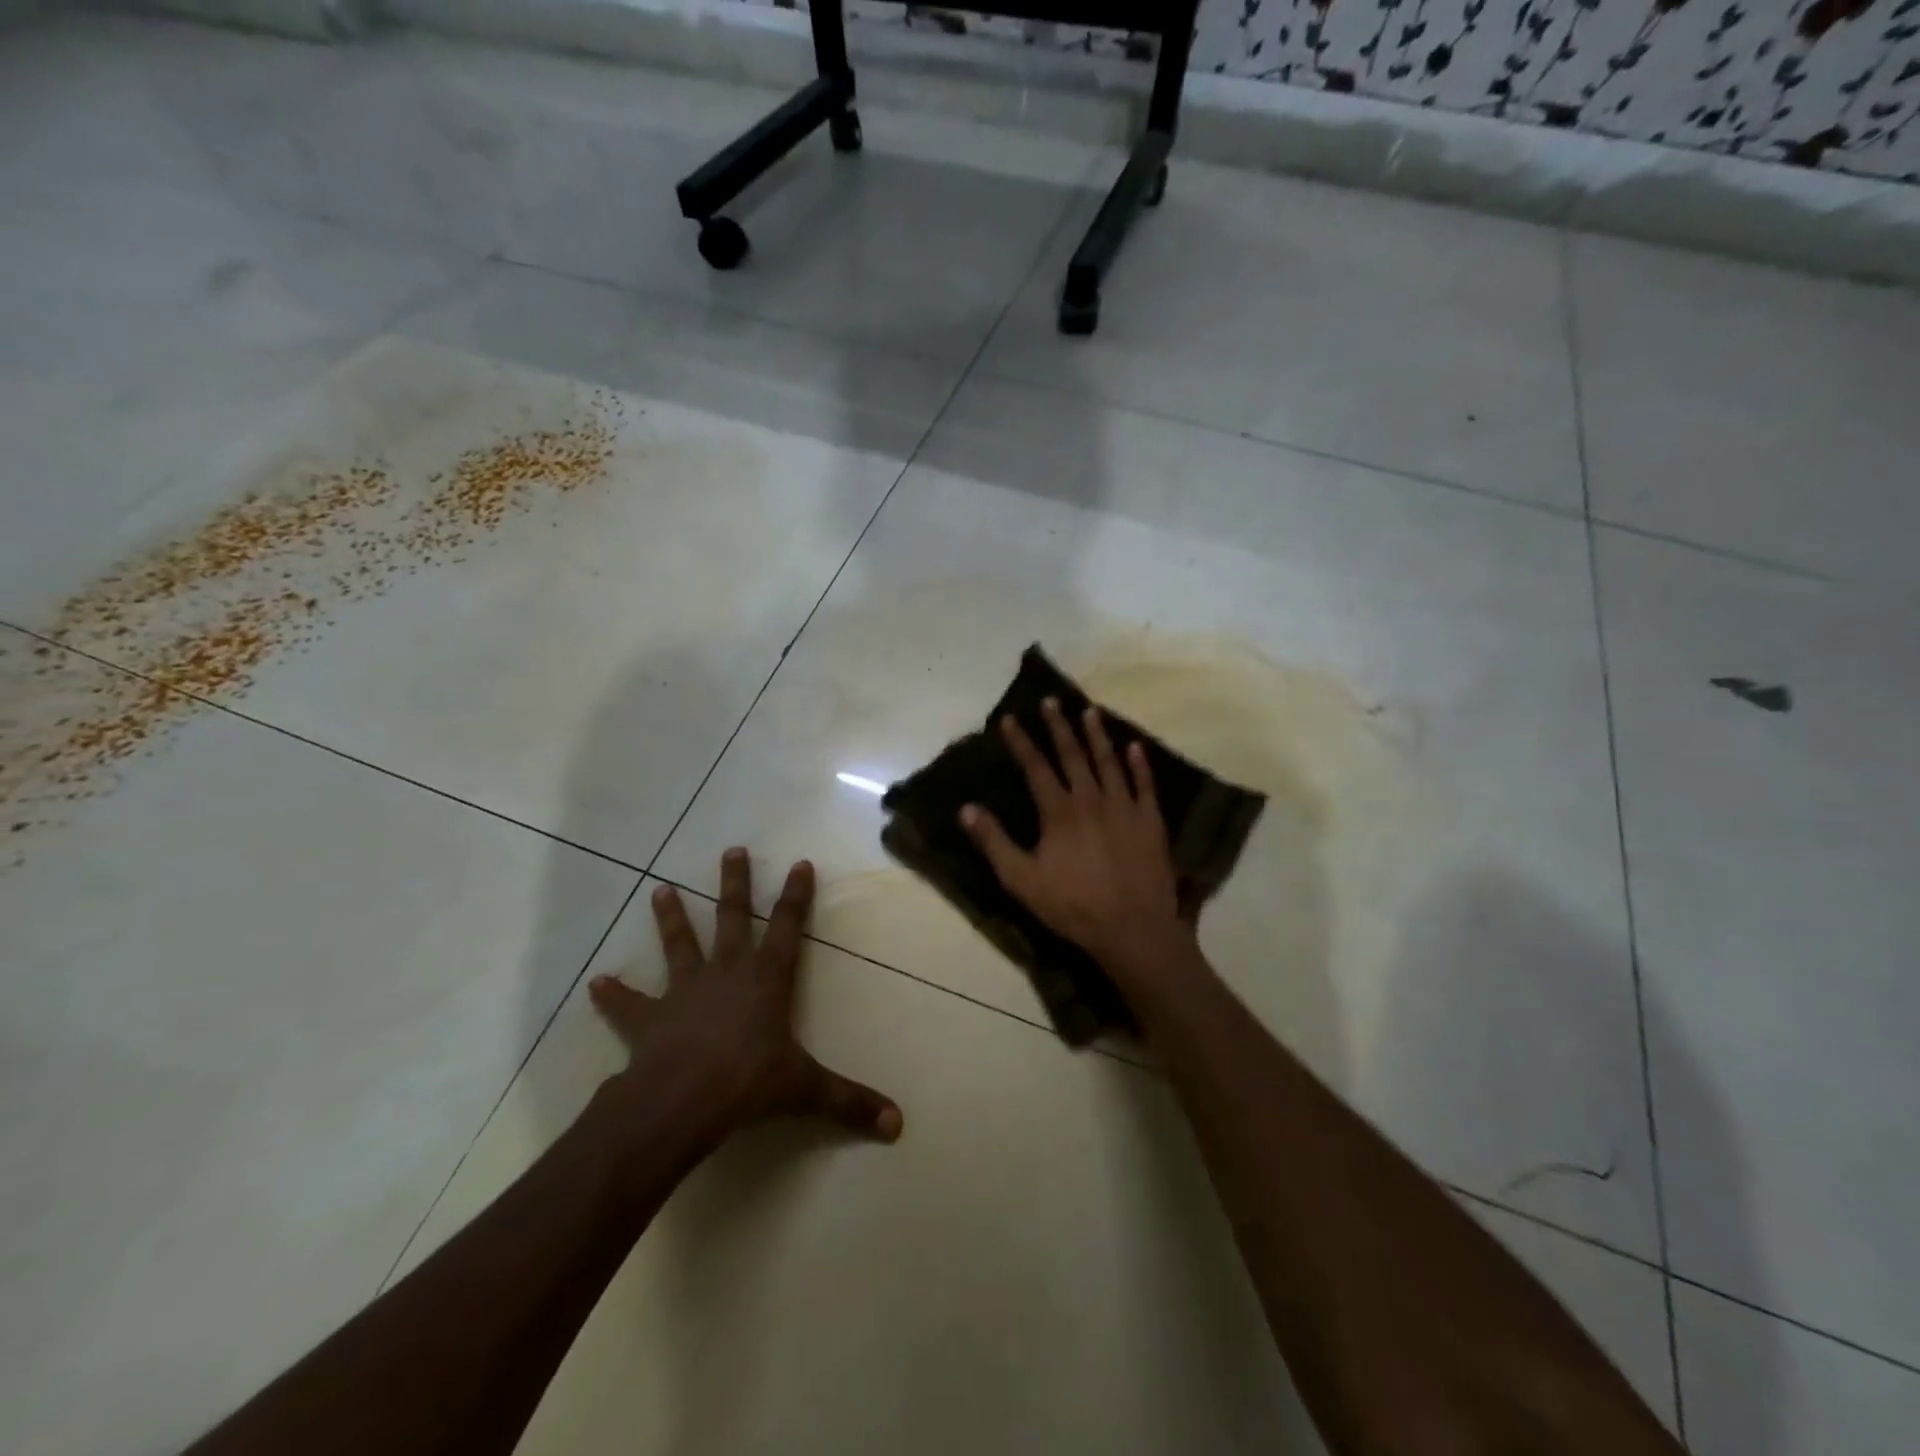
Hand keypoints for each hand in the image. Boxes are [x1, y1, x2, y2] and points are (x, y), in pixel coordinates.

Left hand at [588, 849, 903, 1146]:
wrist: (681, 1102)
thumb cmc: (749, 1084)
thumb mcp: (807, 1091)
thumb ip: (851, 1102)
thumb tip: (898, 1124)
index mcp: (766, 979)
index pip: (788, 927)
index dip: (797, 895)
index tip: (799, 863)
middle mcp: (727, 972)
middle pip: (733, 918)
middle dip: (735, 884)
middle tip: (732, 850)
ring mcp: (685, 991)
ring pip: (680, 945)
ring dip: (672, 918)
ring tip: (660, 890)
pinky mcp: (650, 1018)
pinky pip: (628, 1004)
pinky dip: (613, 994)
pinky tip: (596, 983)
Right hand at [959, 698, 1200, 988]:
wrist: (1133, 929)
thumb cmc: (1073, 906)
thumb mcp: (1021, 880)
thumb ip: (994, 842)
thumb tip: (966, 808)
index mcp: (1059, 811)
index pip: (1036, 767)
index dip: (1021, 741)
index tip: (1009, 719)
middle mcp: (1091, 799)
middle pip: (1072, 755)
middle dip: (1059, 726)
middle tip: (1051, 701)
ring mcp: (1124, 807)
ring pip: (1109, 762)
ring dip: (1097, 735)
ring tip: (1089, 711)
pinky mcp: (1150, 821)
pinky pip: (1144, 784)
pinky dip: (1139, 764)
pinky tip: (1134, 747)